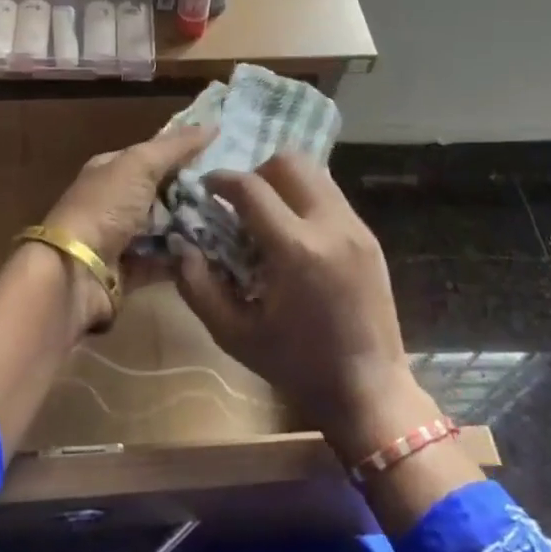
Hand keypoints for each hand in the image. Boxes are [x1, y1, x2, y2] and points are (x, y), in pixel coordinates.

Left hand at [41, 125, 212, 325]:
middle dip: (194, 195)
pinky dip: (183, 260)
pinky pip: (164, 262)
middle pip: (163, 194)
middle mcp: (114, 201)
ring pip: (166, 229)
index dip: (185, 154)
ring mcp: (122, 238)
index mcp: (111, 170)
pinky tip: (214, 254)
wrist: (76, 271)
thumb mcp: (139, 165)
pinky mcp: (131, 271)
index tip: (224, 156)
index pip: (153, 156)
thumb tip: (213, 124)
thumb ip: (175, 146)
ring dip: (192, 229)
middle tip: (233, 196)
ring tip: (231, 225)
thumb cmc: (105, 208)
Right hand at [169, 155, 438, 462]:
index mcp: (296, 250)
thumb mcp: (233, 334)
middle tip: (241, 201)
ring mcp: (356, 229)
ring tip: (268, 215)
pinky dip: (306, 199)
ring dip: (284, 182)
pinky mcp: (370, 238)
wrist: (367, 389)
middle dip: (257, 171)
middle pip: (290, 162)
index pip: (251, 188)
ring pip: (316, 173)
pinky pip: (332, 196)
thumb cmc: (295, 365)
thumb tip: (180, 245)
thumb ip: (197, 286)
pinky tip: (295, 234)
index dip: (221, 180)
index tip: (206, 188)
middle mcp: (330, 226)